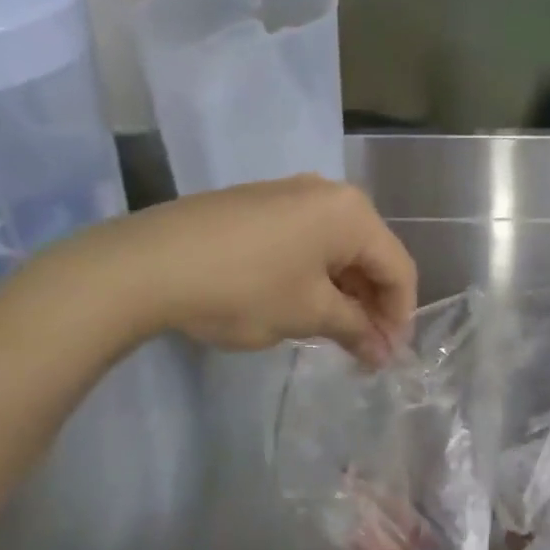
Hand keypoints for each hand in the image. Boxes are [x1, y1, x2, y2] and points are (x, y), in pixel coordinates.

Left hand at [102, 176, 415, 365]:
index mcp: (352, 212)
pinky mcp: (258, 204)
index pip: (398, 267)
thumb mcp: (307, 313)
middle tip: (365, 349)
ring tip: (335, 332)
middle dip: (372, 304)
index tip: (390, 356)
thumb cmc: (245, 288)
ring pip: (336, 247)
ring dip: (344, 291)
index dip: (400, 315)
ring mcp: (289, 194)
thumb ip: (355, 329)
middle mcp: (327, 193)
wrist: (149, 263)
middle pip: (369, 253)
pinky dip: (315, 274)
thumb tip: (383, 352)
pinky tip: (301, 303)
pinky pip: (306, 239)